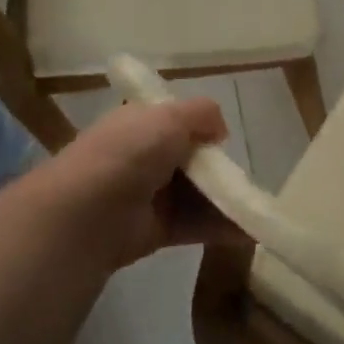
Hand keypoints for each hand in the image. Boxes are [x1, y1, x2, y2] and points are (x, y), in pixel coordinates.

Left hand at [33, 98, 243, 270]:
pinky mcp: (157, 230)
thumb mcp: (169, 116)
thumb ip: (202, 114)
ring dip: (226, 200)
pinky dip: (222, 227)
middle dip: (219, 168)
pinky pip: (196, 224)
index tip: (224, 140)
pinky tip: (249, 229)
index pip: (176, 122)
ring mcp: (149, 195)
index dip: (203, 129)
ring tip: (256, 207)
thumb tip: (220, 131)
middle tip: (244, 177)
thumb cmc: (129, 154)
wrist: (88, 214)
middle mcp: (143, 157)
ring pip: (197, 194)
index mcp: (139, 123)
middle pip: (191, 160)